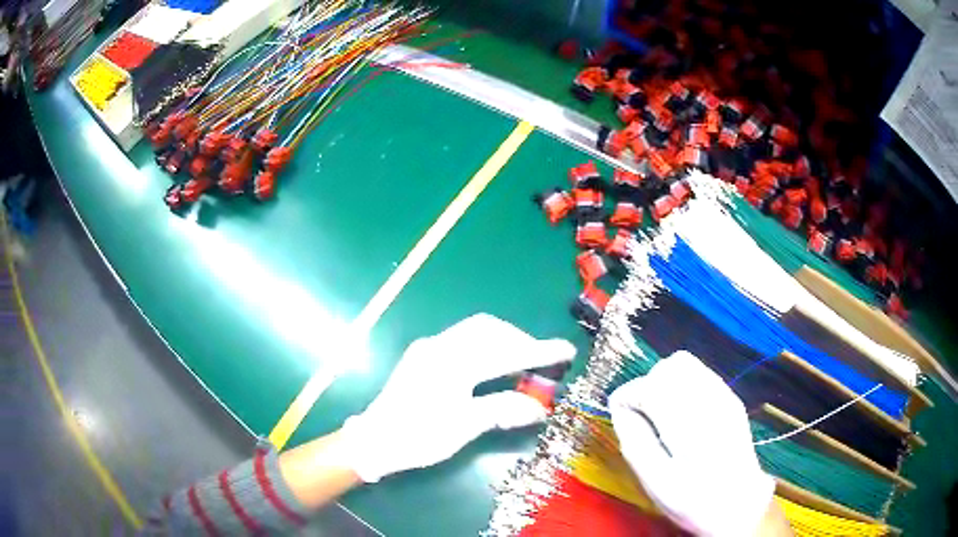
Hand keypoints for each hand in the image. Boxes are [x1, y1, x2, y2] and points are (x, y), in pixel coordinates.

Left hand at [341, 314, 575, 482]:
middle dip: (520, 340)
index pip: (505, 352)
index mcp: (451, 363)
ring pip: (475, 331)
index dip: (539, 352)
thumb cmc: (419, 436)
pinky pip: (462, 339)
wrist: (375, 440)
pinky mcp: (422, 355)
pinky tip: (493, 365)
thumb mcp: (464, 427)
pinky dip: (485, 346)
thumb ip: (503, 410)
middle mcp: (440, 346)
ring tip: (521, 361)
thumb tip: (540, 408)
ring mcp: (429, 348)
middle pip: (489, 329)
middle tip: (541, 360)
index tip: (566, 350)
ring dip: (502, 341)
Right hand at [609, 351, 775, 536]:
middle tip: (642, 417)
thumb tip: (620, 409)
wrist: (740, 502)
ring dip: (664, 382)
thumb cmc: (694, 500)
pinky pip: (699, 373)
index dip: (627, 398)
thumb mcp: (656, 482)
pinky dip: (682, 384)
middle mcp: (709, 401)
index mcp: (689, 425)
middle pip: (668, 367)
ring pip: (685, 364)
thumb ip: (635, 443)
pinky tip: (681, 412)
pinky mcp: (730, 398)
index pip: (650, 387)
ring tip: (660, 413)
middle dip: (646, 386)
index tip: (621, 417)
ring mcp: (724, 396)